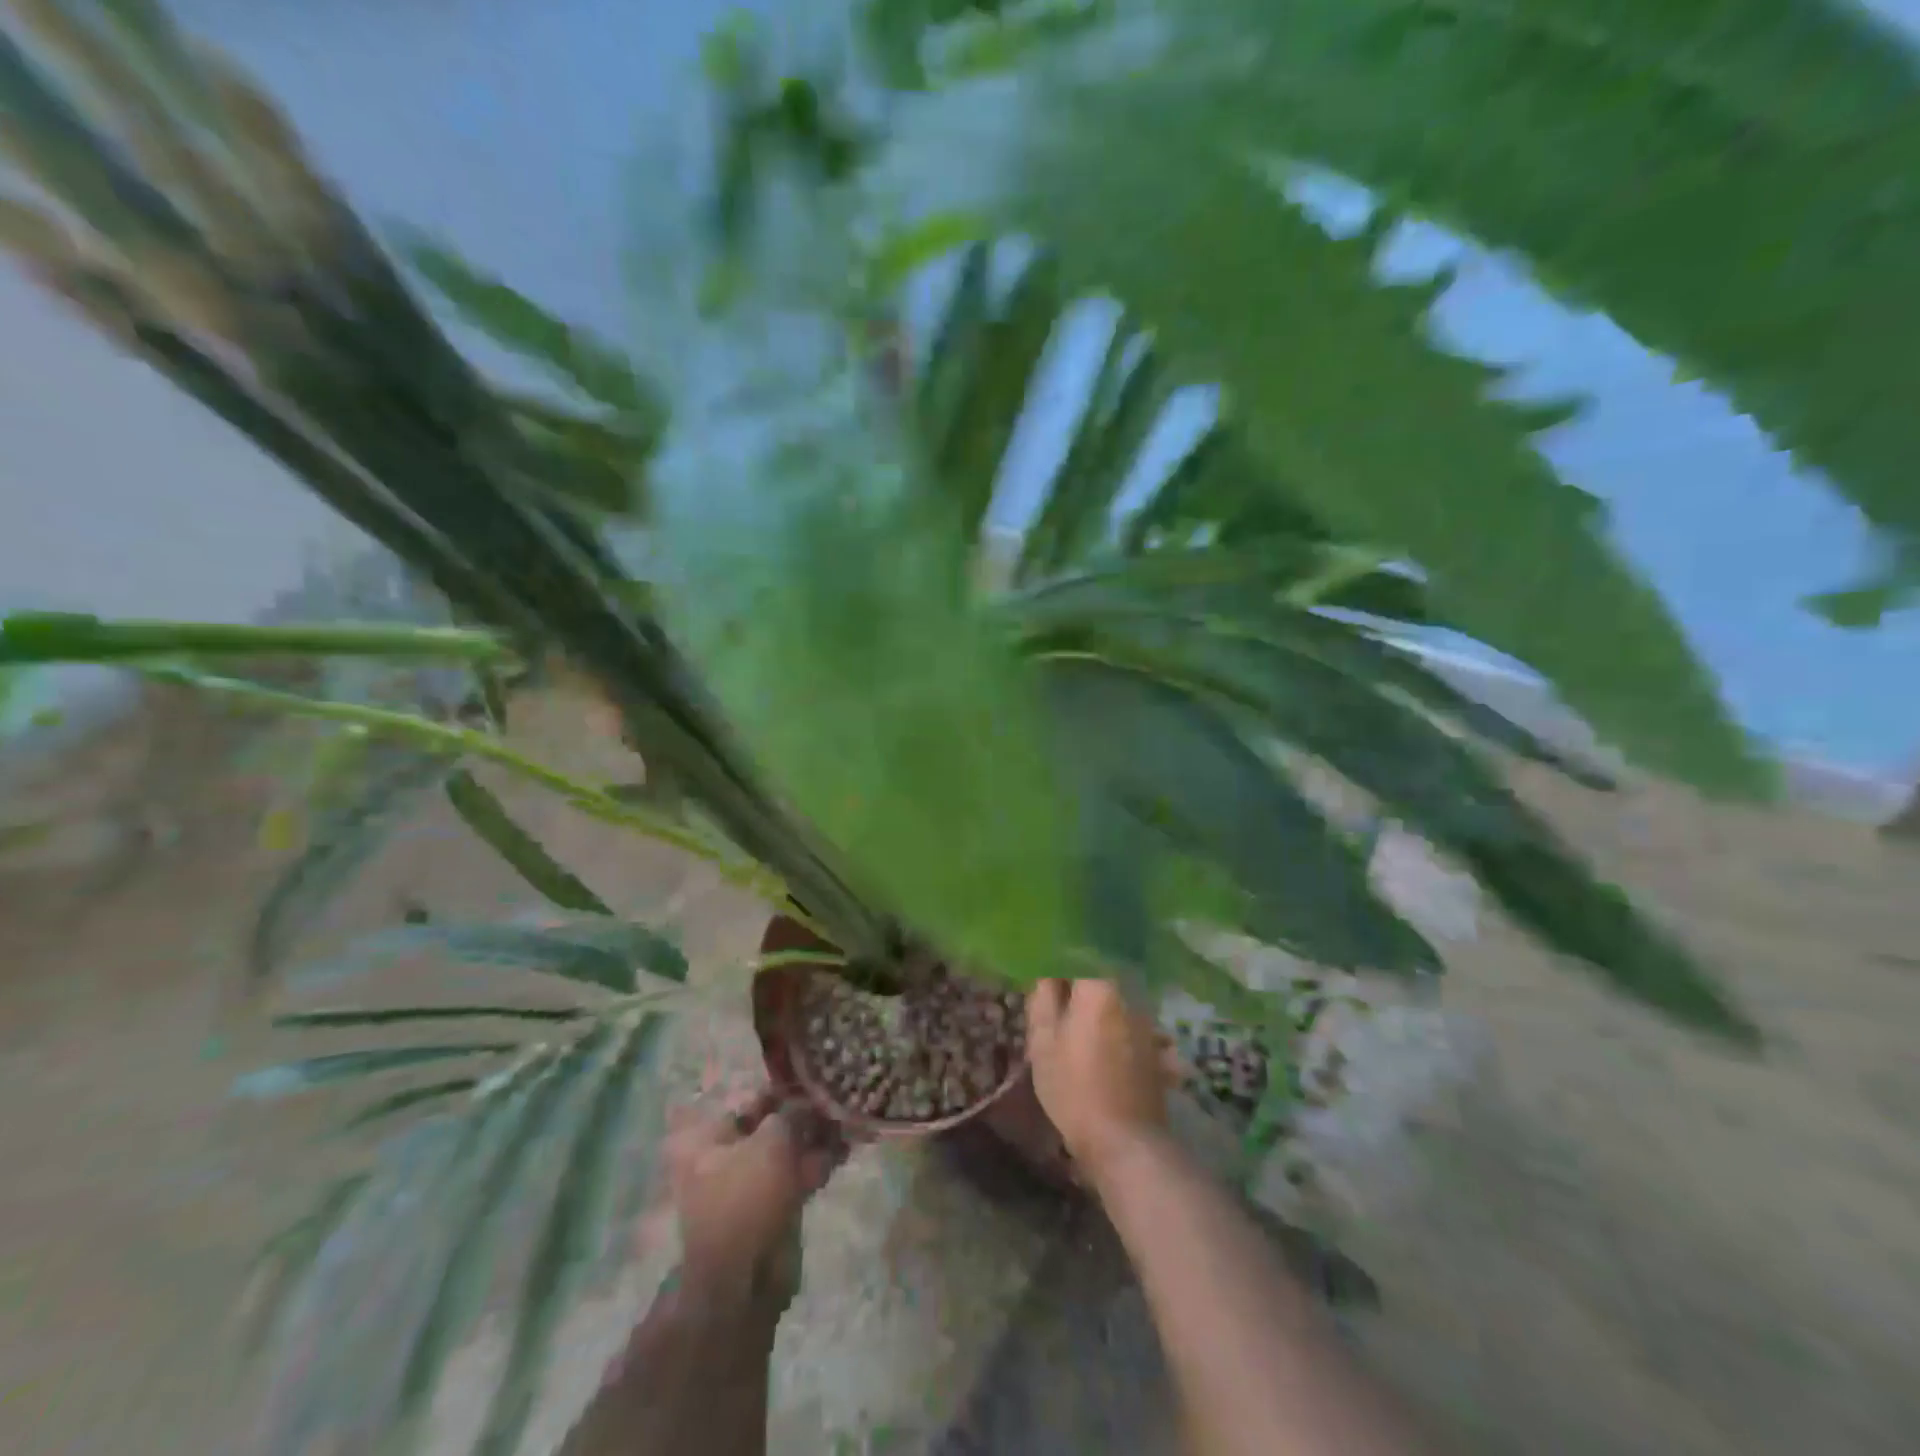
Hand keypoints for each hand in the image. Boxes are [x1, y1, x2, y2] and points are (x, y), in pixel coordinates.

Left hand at [664, 1086, 845, 1306]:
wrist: (745, 1280)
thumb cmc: (747, 1196)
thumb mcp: (772, 1140)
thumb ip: (793, 1113)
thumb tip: (808, 1101)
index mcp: (706, 1139)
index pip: (750, 1101)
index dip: (784, 1090)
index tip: (815, 1080)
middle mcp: (722, 1158)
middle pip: (770, 1126)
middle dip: (805, 1116)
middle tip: (836, 1102)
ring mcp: (747, 1186)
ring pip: (787, 1152)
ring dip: (817, 1139)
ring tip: (848, 1124)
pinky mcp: (770, 1208)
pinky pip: (796, 1176)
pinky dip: (818, 1164)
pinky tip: (845, 1150)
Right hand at [1026, 979, 1176, 1181]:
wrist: (1125, 1142)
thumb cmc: (1075, 1086)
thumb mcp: (1043, 1041)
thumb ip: (1043, 998)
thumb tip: (1047, 972)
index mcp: (1100, 987)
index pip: (1080, 954)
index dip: (1060, 961)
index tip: (1045, 973)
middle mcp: (1129, 996)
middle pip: (1100, 977)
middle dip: (1078, 986)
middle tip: (1054, 1006)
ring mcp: (1147, 1023)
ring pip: (1115, 1002)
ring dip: (1096, 1009)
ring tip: (1074, 1032)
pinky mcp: (1155, 1049)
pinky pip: (1128, 1026)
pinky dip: (1112, 1031)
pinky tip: (1098, 1053)